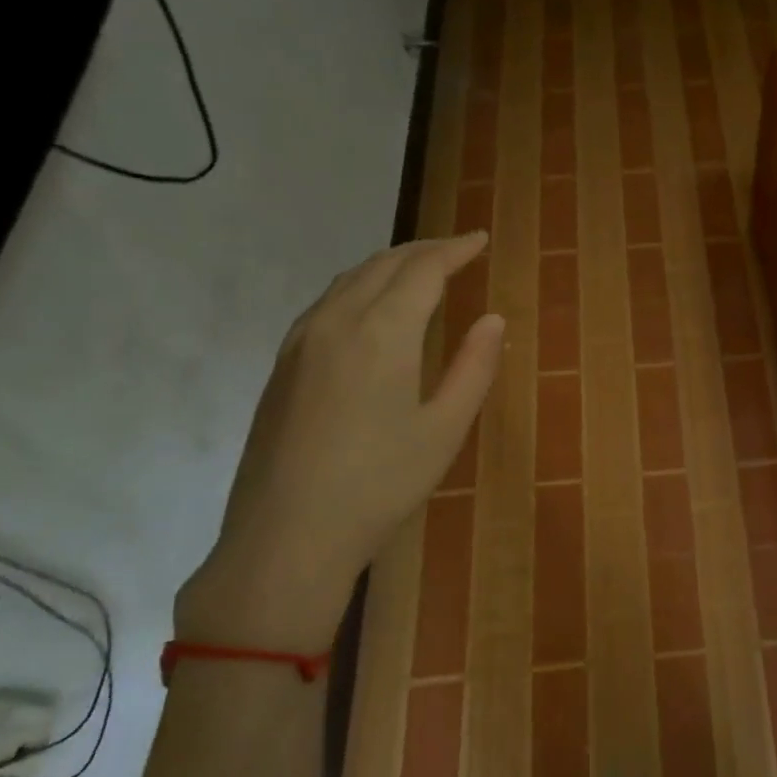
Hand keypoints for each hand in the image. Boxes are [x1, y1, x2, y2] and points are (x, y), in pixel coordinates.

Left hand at [177, 234, 503, 654]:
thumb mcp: (444, 430)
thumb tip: (493, 320)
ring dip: (389, 265)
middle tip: (457, 250)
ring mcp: (301, 342)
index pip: (423, 269)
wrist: (286, 537)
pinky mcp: (283, 366)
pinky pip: (327, 303)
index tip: (481, 240)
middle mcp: (336, 322)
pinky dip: (361, 288)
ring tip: (420, 271)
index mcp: (382, 333)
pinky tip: (371, 310)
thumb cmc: (380, 485)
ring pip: (349, 280)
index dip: (454, 249)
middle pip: (383, 264)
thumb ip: (474, 368)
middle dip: (424, 250)